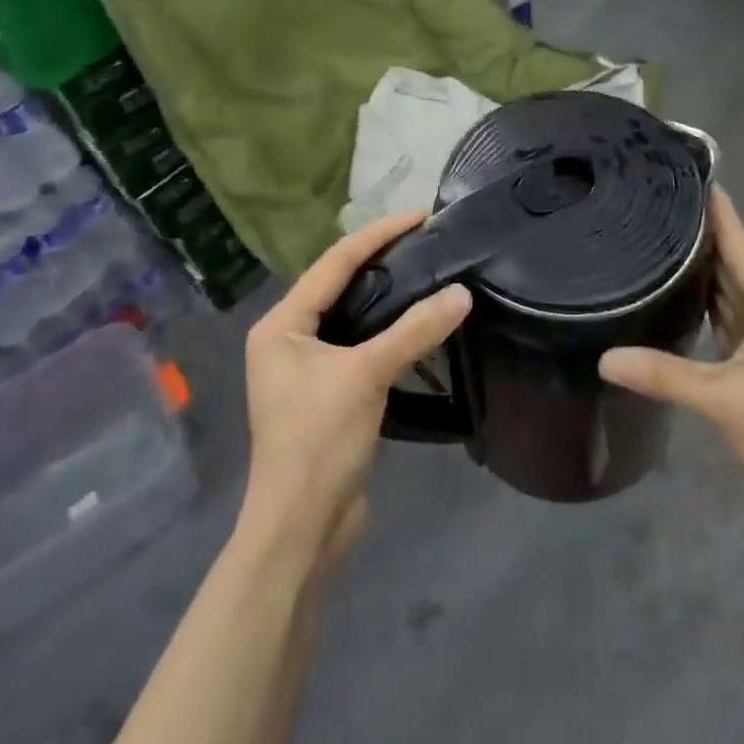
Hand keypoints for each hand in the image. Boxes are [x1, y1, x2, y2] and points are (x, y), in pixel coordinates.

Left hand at [240, 212, 471, 564]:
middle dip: (382, 260)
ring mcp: (307, 369)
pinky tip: (418, 325)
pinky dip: (388, 332)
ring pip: (352, 317)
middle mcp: (288, 339)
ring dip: (388, 297)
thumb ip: (414, 331)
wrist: (302, 527)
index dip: (378, 235)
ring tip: (428, 273)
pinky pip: (361, 347)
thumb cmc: (319, 441)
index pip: (334, 263)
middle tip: (428, 241)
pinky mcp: (328, 394)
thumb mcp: (367, 376)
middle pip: (340, 285)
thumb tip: (462, 294)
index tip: (420, 216)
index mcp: (281, 325)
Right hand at [598, 187, 743, 544]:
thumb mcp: (724, 400)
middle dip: (703, 234)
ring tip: (660, 239)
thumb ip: (665, 375)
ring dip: (700, 267)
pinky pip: (722, 319)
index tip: (696, 178)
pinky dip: (700, 303)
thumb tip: (605, 358)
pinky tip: (674, 296)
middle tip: (659, 205)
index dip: (722, 214)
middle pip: (732, 264)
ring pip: (727, 292)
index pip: (742, 248)